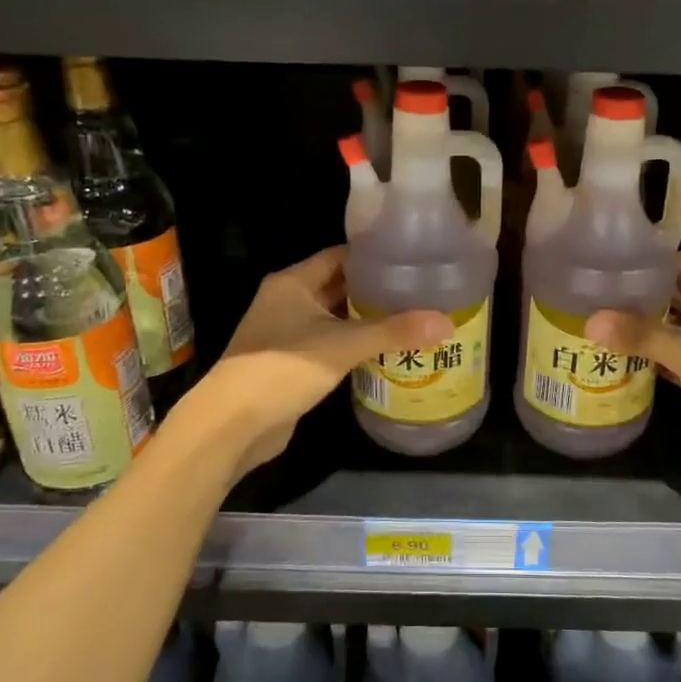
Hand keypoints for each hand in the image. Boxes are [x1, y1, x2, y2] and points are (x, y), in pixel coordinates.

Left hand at [204, 247, 450, 475]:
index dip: (374, 257)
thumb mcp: (343, 345)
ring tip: (413, 318)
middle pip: (339, 287)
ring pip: (336, 318)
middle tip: (421, 291)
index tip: (412, 259)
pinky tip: (386, 351)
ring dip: (367, 320)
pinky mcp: (291, 363)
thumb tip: (446, 323)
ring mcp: (287, 333)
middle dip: (376, 291)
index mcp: (293, 282)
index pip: (340, 257)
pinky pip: (330, 345)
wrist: (234, 424)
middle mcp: (288, 300)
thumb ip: (393, 332)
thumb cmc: (283, 368)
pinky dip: (355, 346)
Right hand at [587, 256, 680, 489]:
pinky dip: (651, 359)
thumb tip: (591, 321)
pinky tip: (617, 358)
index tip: (605, 259)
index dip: (645, 262)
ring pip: (673, 331)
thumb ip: (642, 336)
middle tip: (590, 293)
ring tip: (595, 321)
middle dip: (637, 297)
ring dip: (642, 330)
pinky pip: (674, 361)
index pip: (680, 267)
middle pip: (674, 299)